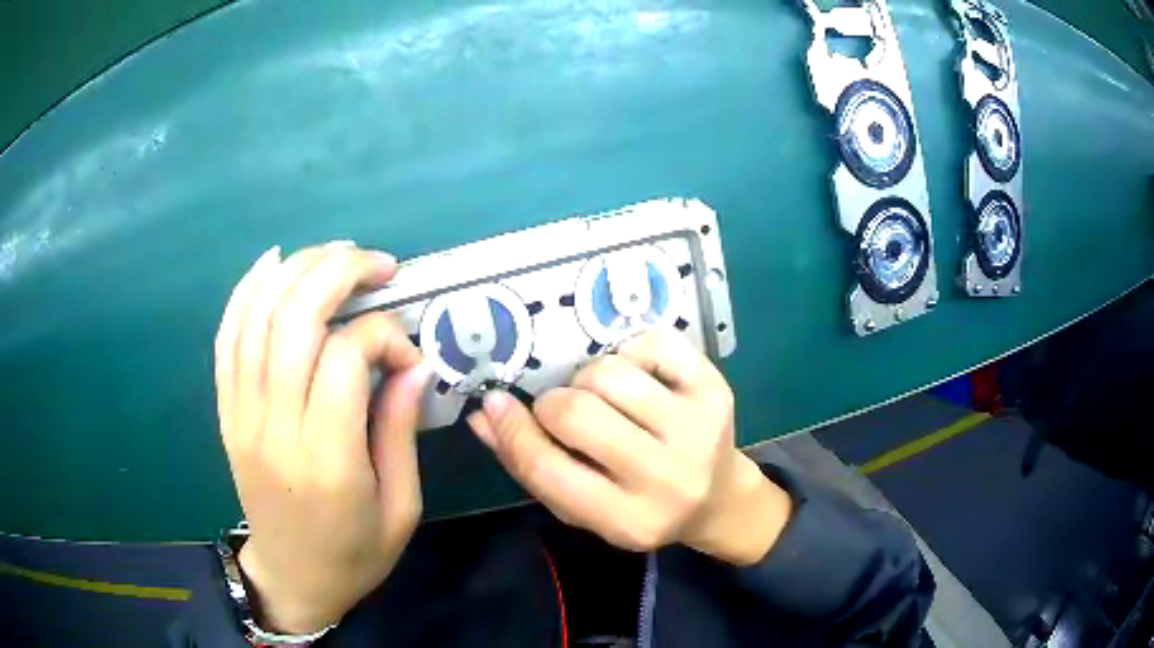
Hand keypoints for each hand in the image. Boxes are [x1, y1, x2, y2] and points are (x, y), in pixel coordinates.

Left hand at [214, 243, 430, 632]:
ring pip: (258, 315)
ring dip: (297, 269)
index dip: (382, 335)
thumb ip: (401, 431)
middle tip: (378, 264)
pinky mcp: (227, 410)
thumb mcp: (401, 508)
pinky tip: (273, 262)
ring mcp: (242, 414)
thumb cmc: (354, 554)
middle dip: (339, 272)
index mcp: (326, 459)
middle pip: (294, 318)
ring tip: (335, 255)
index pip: (344, 357)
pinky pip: (228, 336)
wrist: (293, 578)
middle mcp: (274, 426)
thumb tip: (412, 363)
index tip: (406, 353)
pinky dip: (247, 289)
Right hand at [467, 329, 791, 564]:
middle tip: (562, 412)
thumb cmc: (639, 507)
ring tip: (602, 399)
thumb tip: (484, 416)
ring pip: (609, 374)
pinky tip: (637, 379)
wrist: (717, 498)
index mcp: (628, 519)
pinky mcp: (715, 388)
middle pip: (577, 414)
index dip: (513, 432)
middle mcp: (667, 477)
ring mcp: (698, 428)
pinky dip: (630, 352)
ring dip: (589, 380)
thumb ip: (531, 467)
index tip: (496, 403)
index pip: (550, 470)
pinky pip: (650, 343)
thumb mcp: (583, 509)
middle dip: (553, 405)